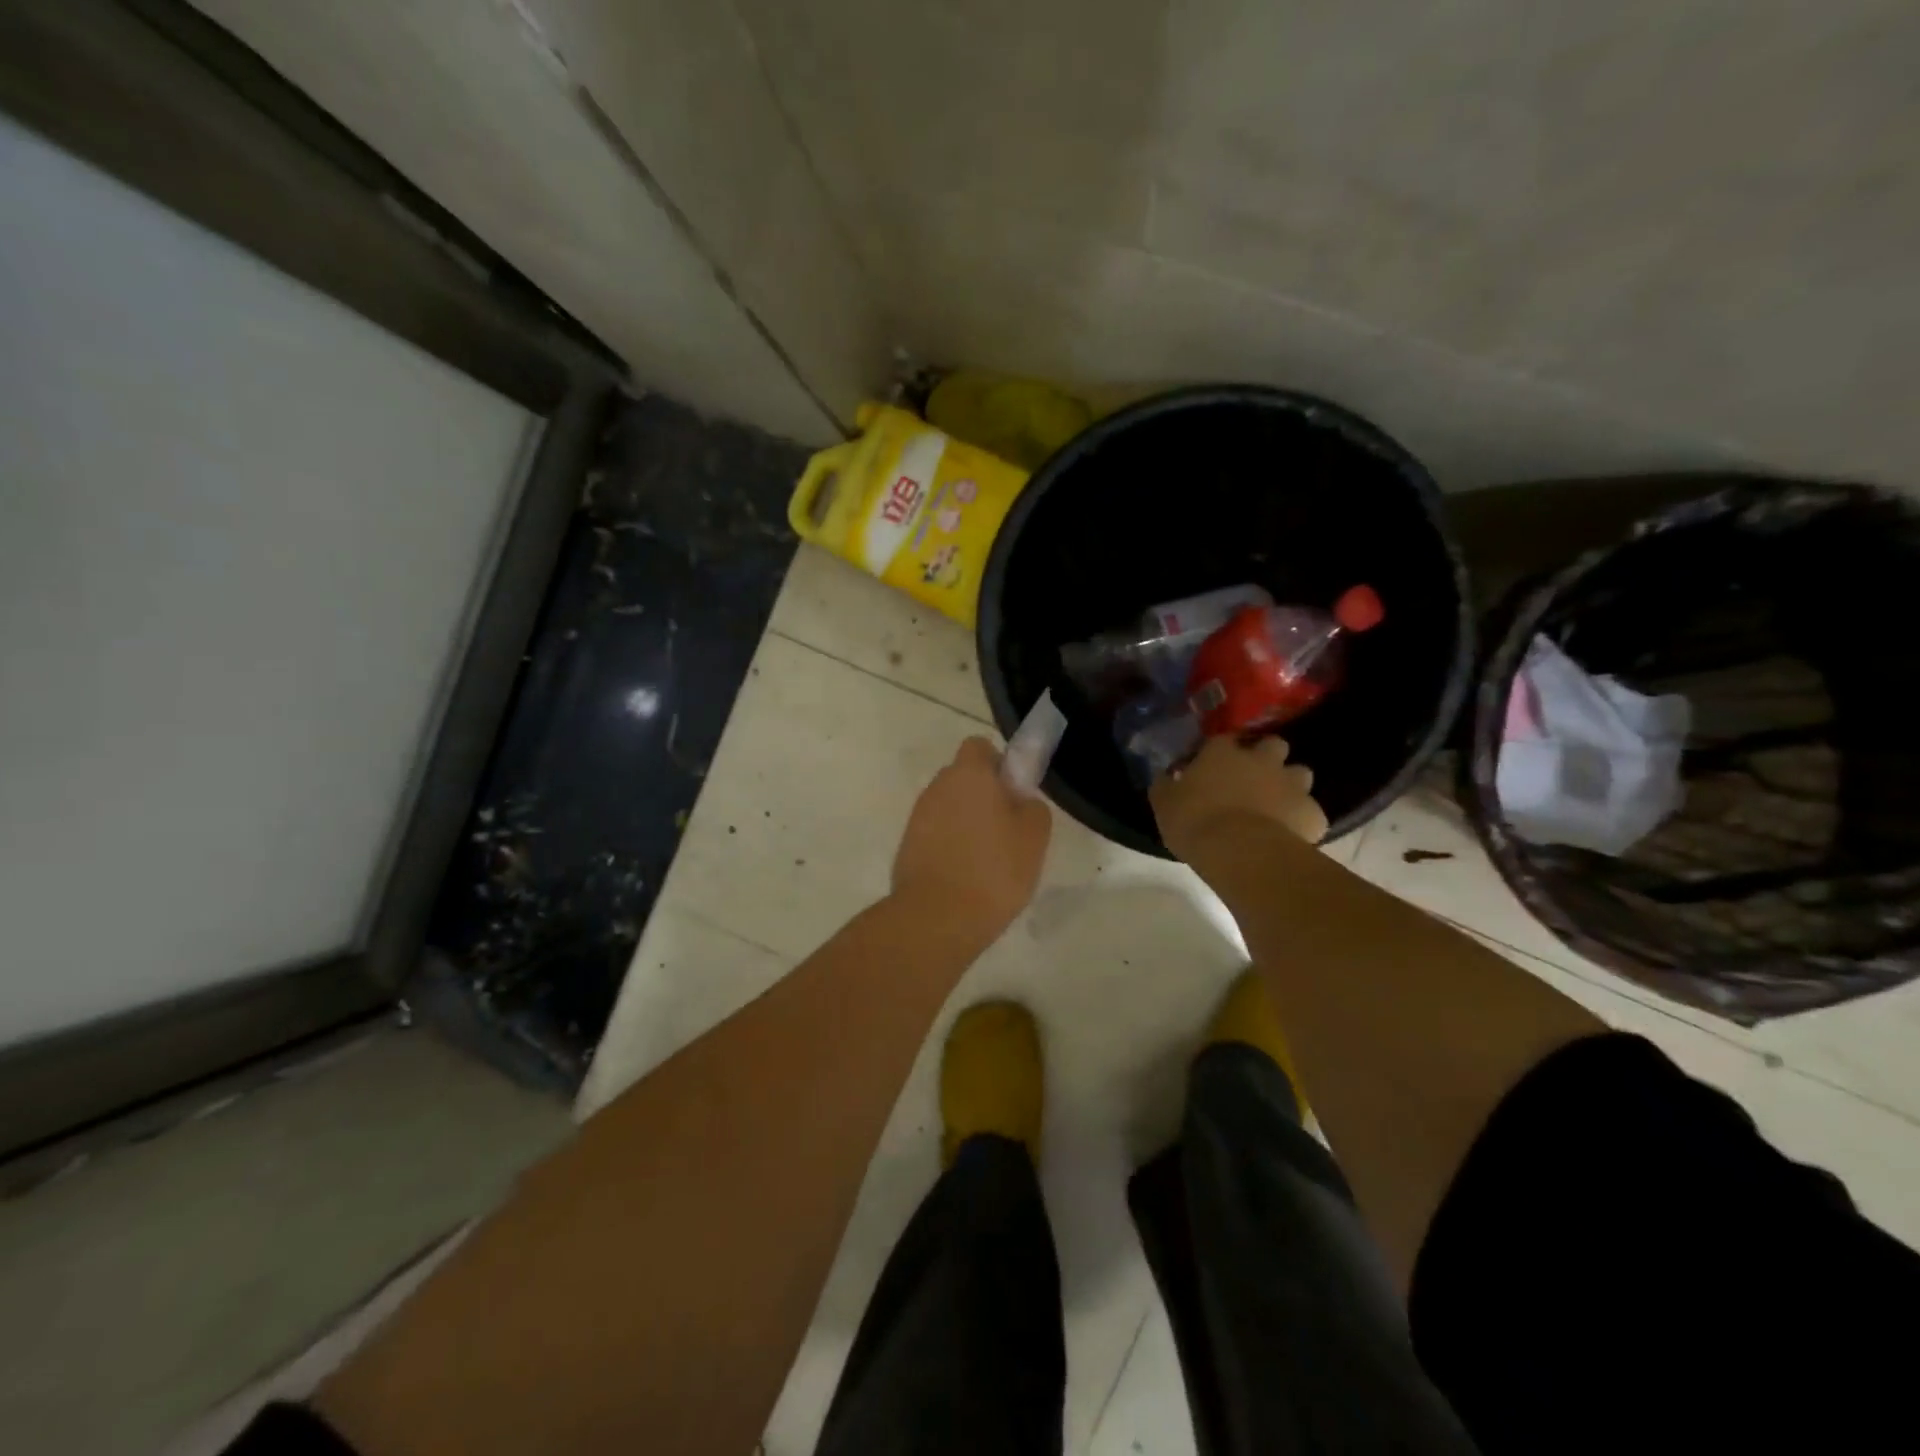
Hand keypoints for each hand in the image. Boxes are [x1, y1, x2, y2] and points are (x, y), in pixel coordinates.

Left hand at [892, 737, 1051, 949]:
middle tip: (1008, 829)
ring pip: (949, 807)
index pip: (979, 747)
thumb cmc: (994, 869)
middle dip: (983, 795)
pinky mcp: (907, 846)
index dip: (998, 763)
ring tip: (988, 860)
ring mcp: (917, 816)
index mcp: (968, 774)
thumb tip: (1021, 801)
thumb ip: (1032, 807)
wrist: (937, 917)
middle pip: (963, 778)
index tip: (1014, 792)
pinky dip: (950, 846)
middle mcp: (938, 786)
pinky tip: (967, 876)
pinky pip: (935, 834)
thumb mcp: (1034, 837)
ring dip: (966, 823)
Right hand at [1150, 735, 1327, 861]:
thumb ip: (1165, 786)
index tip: (1212, 766)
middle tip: (1253, 778)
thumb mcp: (1164, 804)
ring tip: (1276, 805)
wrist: (1240, 851)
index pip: (1223, 739)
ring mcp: (1292, 785)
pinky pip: (1311, 812)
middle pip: (1273, 745)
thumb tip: (1165, 777)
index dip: (1220, 751)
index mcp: (1222, 753)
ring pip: (1300, 773)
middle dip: (1267, 757)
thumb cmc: (1195, 821)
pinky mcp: (1313, 813)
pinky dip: (1303, 819)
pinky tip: (1291, 834)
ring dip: (1289, 785)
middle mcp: (1261, 760)